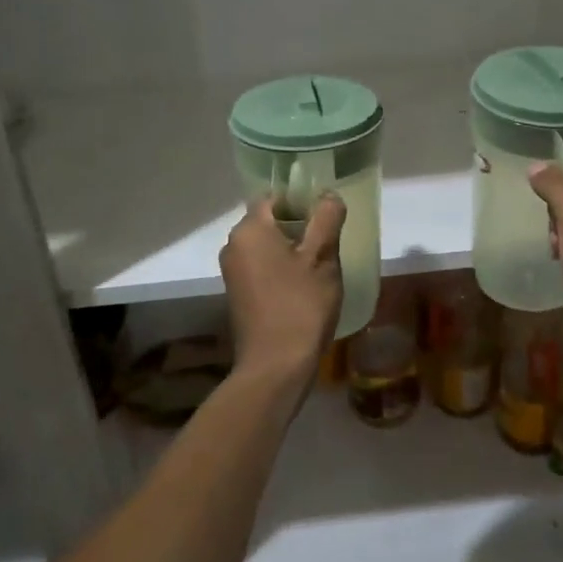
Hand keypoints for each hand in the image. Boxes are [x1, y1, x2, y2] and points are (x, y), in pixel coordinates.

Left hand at [220, 193, 345, 381]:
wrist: (276, 365)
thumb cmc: (301, 305)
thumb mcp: (322, 258)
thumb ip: (326, 219)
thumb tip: (328, 195)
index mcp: (250, 230)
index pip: (274, 197)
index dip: (301, 200)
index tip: (326, 216)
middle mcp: (233, 245)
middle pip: (269, 220)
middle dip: (299, 226)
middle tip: (329, 242)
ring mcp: (233, 272)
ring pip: (266, 246)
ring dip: (292, 249)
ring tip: (320, 267)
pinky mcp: (238, 294)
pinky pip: (262, 267)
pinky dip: (281, 269)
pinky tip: (304, 287)